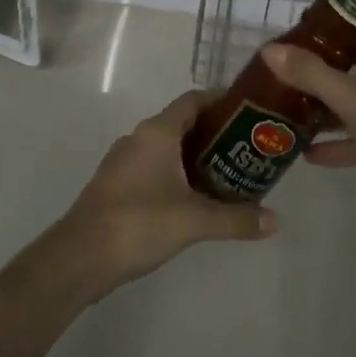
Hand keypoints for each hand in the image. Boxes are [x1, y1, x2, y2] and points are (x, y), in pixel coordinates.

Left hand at [45, 91, 278, 303]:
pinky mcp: (116, 183)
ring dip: (194, 156)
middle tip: (246, 150)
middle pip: (182, 123)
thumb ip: (237, 219)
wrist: (80, 257)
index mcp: (157, 131)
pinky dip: (176, 173)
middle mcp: (139, 137)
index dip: (220, 101)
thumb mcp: (195, 221)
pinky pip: (153, 166)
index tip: (248, 113)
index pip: (193, 100)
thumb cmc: (139, 223)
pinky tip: (193, 199)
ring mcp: (124, 160)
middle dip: (214, 134)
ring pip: (167, 147)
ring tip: (227, 175)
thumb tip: (276, 221)